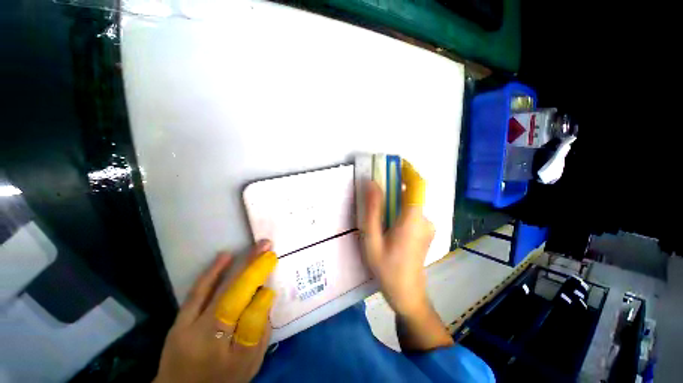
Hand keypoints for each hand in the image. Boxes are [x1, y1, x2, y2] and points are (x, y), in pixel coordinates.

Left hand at [155, 240, 276, 382]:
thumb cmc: (223, 379)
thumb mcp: (250, 364)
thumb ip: (261, 332)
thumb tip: (266, 296)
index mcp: (230, 356)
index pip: (251, 320)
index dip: (264, 294)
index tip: (274, 272)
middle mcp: (207, 340)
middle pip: (233, 298)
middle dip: (253, 269)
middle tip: (268, 247)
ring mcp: (188, 329)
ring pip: (215, 291)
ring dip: (237, 265)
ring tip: (255, 247)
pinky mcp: (179, 321)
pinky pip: (197, 293)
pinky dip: (211, 272)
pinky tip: (225, 256)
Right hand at [362, 160, 433, 315]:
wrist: (407, 294)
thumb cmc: (386, 268)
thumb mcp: (372, 239)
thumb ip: (372, 210)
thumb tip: (371, 183)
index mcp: (413, 220)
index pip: (417, 186)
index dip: (408, 171)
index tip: (395, 163)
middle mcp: (425, 219)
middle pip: (411, 193)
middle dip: (394, 186)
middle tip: (375, 191)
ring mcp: (428, 225)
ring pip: (410, 203)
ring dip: (395, 200)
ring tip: (378, 213)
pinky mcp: (425, 230)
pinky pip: (412, 212)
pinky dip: (399, 209)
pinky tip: (387, 224)